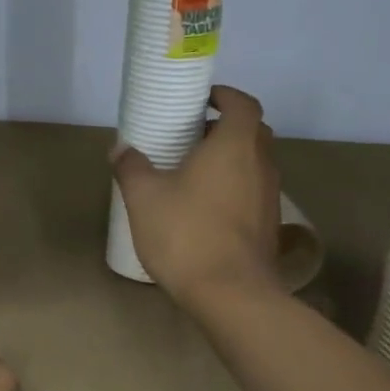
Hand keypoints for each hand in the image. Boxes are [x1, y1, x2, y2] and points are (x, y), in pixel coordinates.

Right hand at [112, 84, 281, 312]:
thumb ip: (131, 167)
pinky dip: (234, 186)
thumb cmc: (186, 233)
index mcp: (234, 146)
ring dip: (231, 158)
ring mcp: (269, 196)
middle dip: (225, 127)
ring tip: (194, 171)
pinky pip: (253, 190)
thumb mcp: (144, 197)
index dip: (225, 96)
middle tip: (192, 135)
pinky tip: (205, 206)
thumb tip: (120, 149)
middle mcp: (261, 164)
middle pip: (253, 131)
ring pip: (255, 162)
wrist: (231, 294)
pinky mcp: (269, 225)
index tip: (202, 100)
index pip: (243, 104)